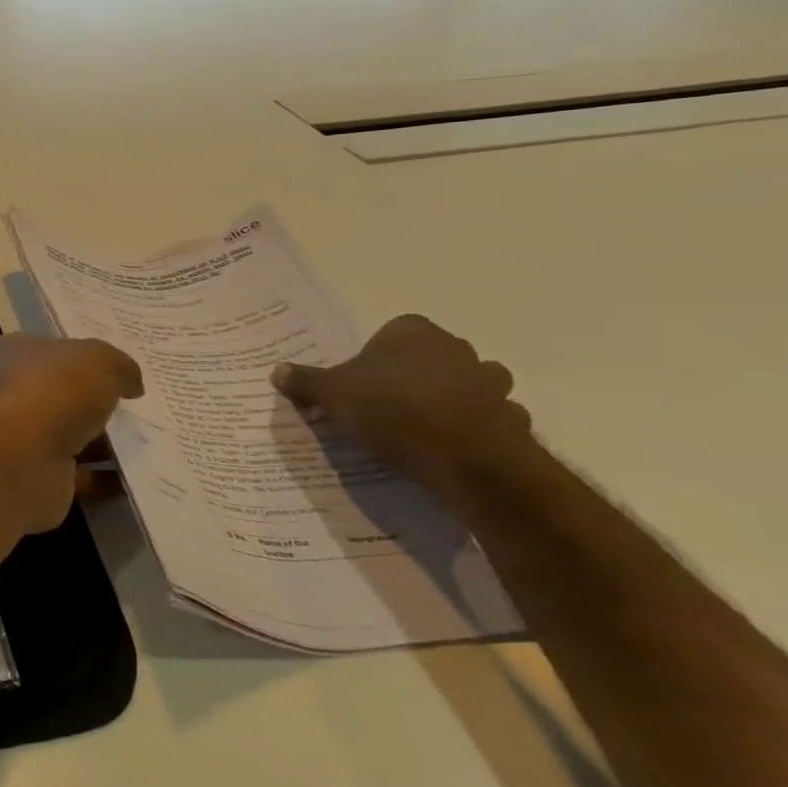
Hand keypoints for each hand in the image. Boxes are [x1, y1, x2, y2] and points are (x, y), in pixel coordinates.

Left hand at [0, 333, 142, 534]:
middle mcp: (12, 394)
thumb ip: (119, 366)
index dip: (82, 356)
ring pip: (71, 437)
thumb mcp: (99, 360)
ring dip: (105, 444)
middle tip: (140, 407)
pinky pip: (79, 477)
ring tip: (150, 443)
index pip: (50, 350)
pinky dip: (105, 479)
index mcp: (15, 354)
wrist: (22, 458)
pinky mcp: (36, 478)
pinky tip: (140, 478)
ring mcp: (21, 439)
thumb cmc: (54, 390)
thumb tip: (132, 383)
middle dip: (96, 402)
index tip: (117, 368)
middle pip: (62, 395)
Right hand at [271, 315, 533, 498]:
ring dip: (453, 401)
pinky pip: (490, 420)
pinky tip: (451, 449)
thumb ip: (305, 381)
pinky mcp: (511, 419)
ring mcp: (490, 383)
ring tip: (423, 427)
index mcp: (412, 332)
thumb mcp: (332, 395)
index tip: (364, 381)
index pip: (394, 331)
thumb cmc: (392, 409)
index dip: (378, 355)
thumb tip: (276, 370)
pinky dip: (475, 430)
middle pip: (432, 356)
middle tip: (389, 404)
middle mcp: (456, 348)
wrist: (464, 455)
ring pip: (469, 385)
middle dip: (416, 375)